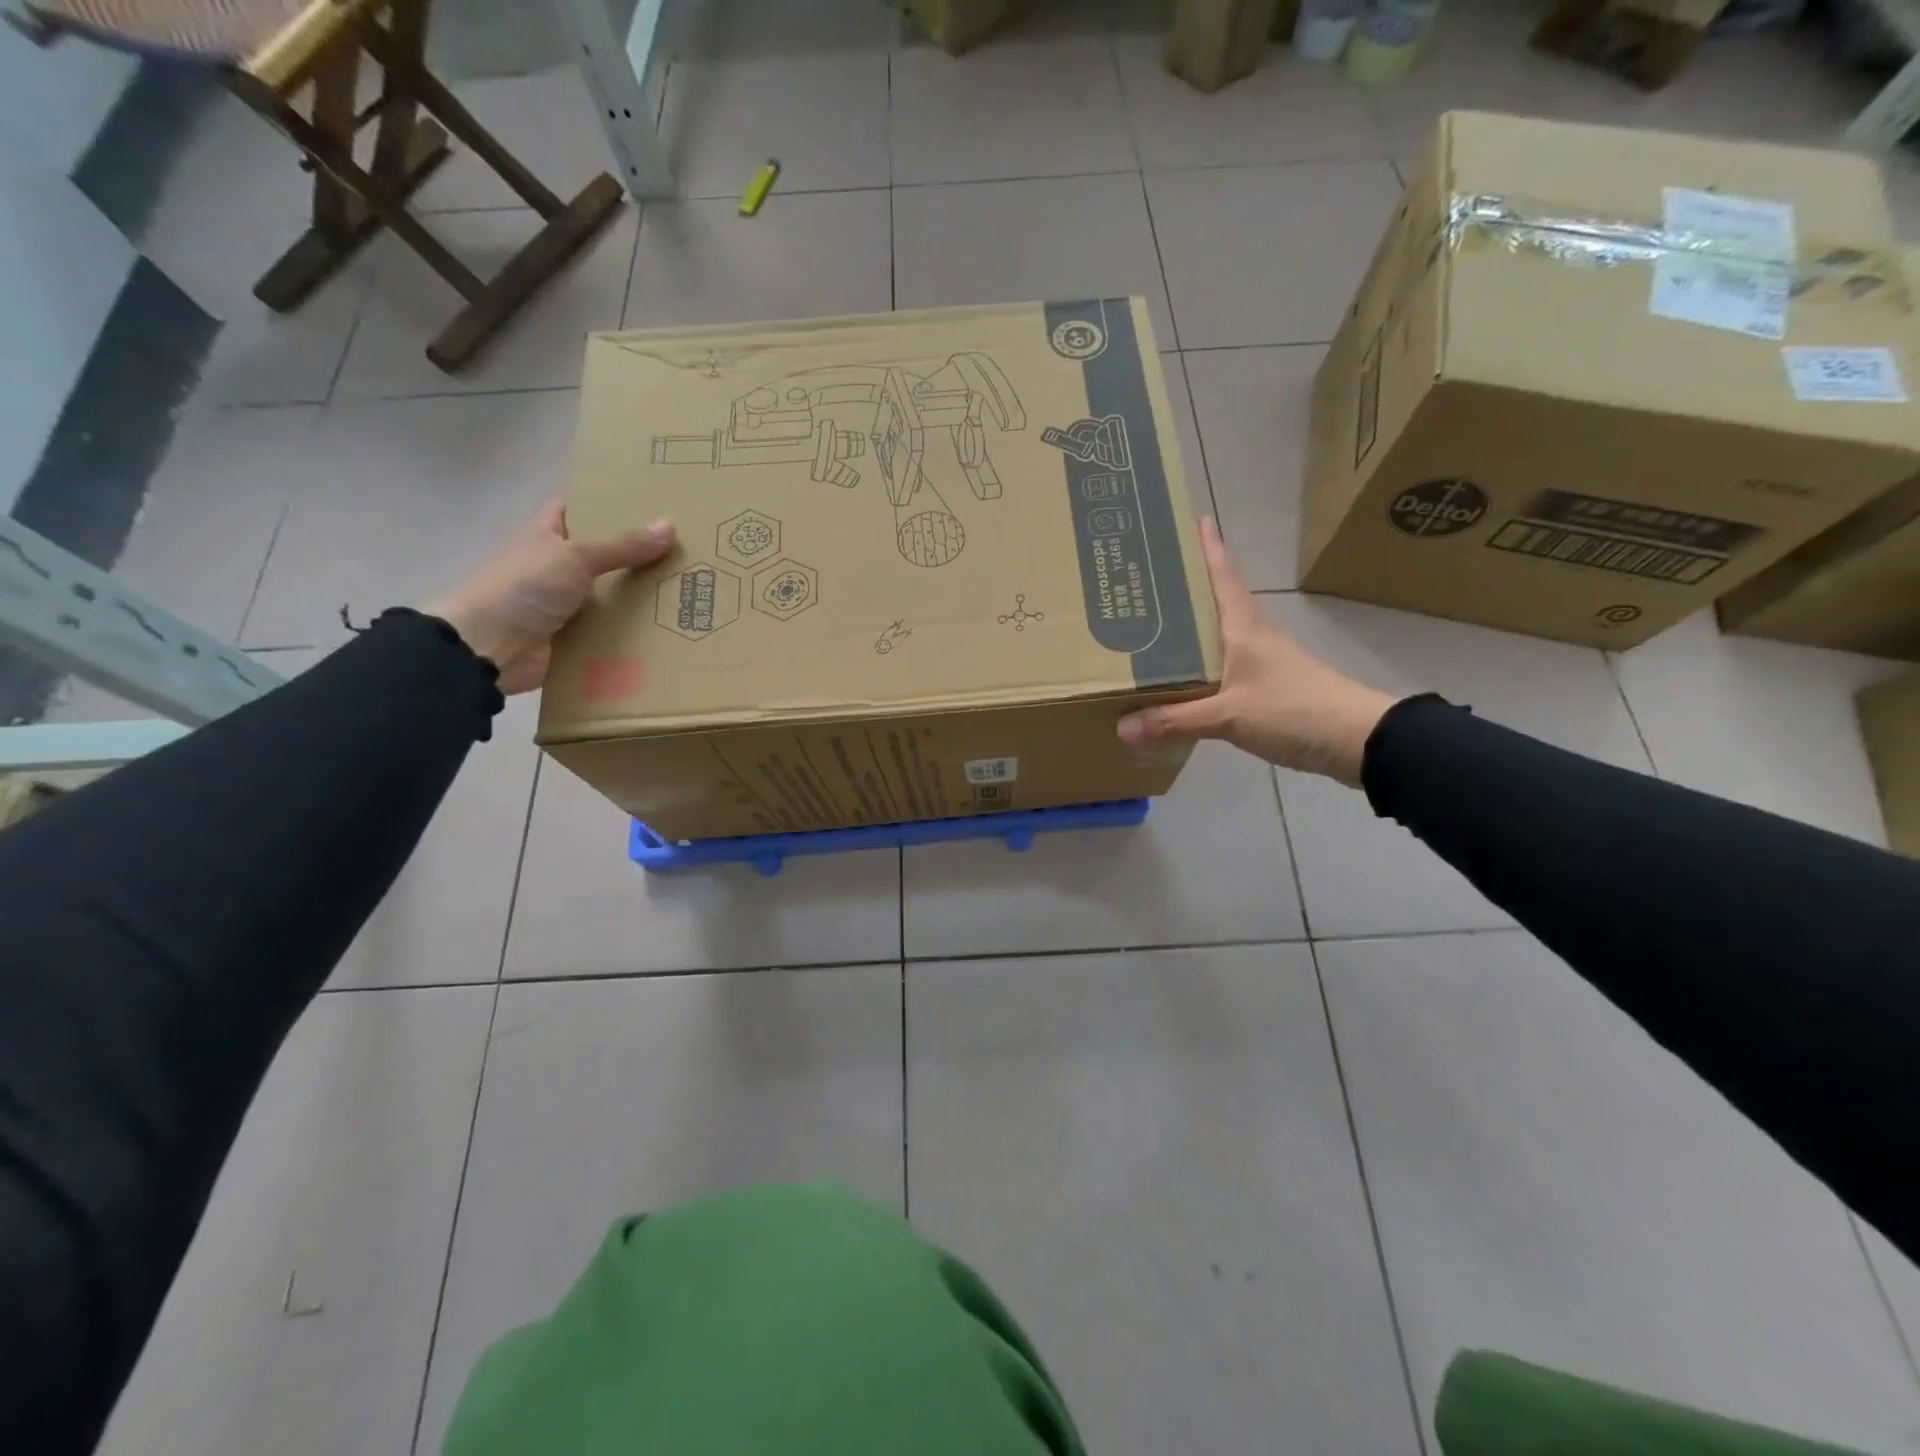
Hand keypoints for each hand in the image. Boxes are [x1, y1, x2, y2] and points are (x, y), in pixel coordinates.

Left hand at [425, 501, 675, 693]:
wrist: (490, 648)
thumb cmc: (525, 587)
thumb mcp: (576, 557)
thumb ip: (623, 546)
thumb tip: (670, 526)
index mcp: (547, 536)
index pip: (578, 509)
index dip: (608, 504)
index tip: (650, 503)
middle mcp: (556, 566)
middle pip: (603, 555)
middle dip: (638, 554)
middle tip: (685, 549)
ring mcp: (565, 604)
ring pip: (610, 594)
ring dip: (641, 596)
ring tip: (689, 589)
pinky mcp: (574, 638)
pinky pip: (610, 630)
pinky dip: (633, 632)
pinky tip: (669, 627)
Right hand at [1116, 517, 1398, 785]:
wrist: (1357, 741)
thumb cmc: (1293, 709)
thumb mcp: (1229, 715)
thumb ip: (1176, 720)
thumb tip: (1122, 727)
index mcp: (1244, 629)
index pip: (1223, 578)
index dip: (1210, 549)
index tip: (1195, 520)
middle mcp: (1253, 639)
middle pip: (1216, 604)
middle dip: (1187, 590)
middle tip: (1148, 580)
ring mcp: (1263, 665)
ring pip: (1218, 639)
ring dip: (1191, 631)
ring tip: (1153, 630)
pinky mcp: (1267, 691)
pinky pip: (1222, 671)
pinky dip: (1200, 669)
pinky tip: (1182, 682)